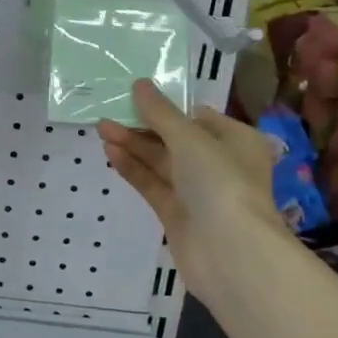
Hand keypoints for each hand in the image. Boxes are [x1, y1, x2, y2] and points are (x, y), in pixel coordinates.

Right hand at [98, 80, 286, 311]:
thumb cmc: (221, 182)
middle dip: (143, 126)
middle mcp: (220, 164)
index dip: (167, 106)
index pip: (198, 117)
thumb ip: (160, 113)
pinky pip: (153, 184)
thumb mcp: (190, 138)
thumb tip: (140, 84)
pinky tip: (111, 153)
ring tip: (101, 128)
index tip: (135, 96)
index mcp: (236, 140)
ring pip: (161, 162)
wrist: (231, 253)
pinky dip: (133, 169)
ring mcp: (198, 192)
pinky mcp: (178, 215)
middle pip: (175, 139)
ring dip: (133, 145)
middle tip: (109, 112)